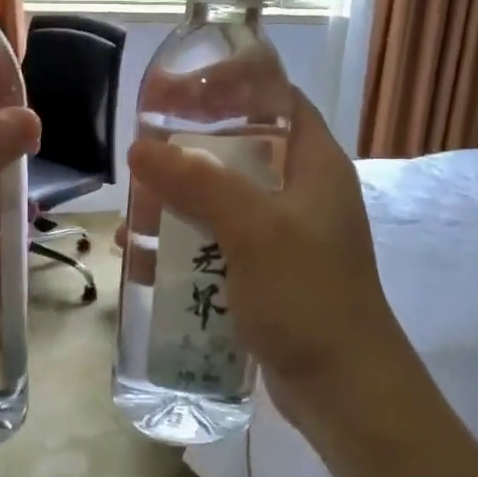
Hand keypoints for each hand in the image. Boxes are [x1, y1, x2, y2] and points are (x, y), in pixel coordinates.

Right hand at [126, 91, 417, 457]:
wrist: (344, 391)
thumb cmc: (308, 297)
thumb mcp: (254, 230)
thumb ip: (199, 183)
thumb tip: (140, 149)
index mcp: (314, 164)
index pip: (275, 99)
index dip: (229, 85)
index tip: (177, 91)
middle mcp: (301, 192)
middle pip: (240, 149)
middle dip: (188, 151)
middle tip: (141, 154)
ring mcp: (283, 235)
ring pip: (222, 199)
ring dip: (177, 203)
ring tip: (133, 215)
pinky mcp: (265, 273)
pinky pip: (217, 243)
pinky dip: (183, 244)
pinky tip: (145, 258)